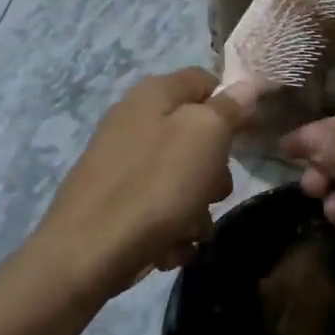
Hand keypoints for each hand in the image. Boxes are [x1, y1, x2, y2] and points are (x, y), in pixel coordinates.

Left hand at [35, 68, 247, 299]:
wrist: (86, 254)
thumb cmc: (155, 185)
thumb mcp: (205, 136)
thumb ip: (229, 107)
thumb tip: (247, 85)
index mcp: (154, 93)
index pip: (206, 80)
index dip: (232, 104)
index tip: (248, 137)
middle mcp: (134, 119)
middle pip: (196, 134)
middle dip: (214, 168)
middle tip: (214, 191)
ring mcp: (121, 161)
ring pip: (182, 176)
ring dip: (196, 206)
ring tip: (189, 228)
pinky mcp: (113, 199)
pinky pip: (159, 205)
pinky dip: (170, 226)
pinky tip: (167, 245)